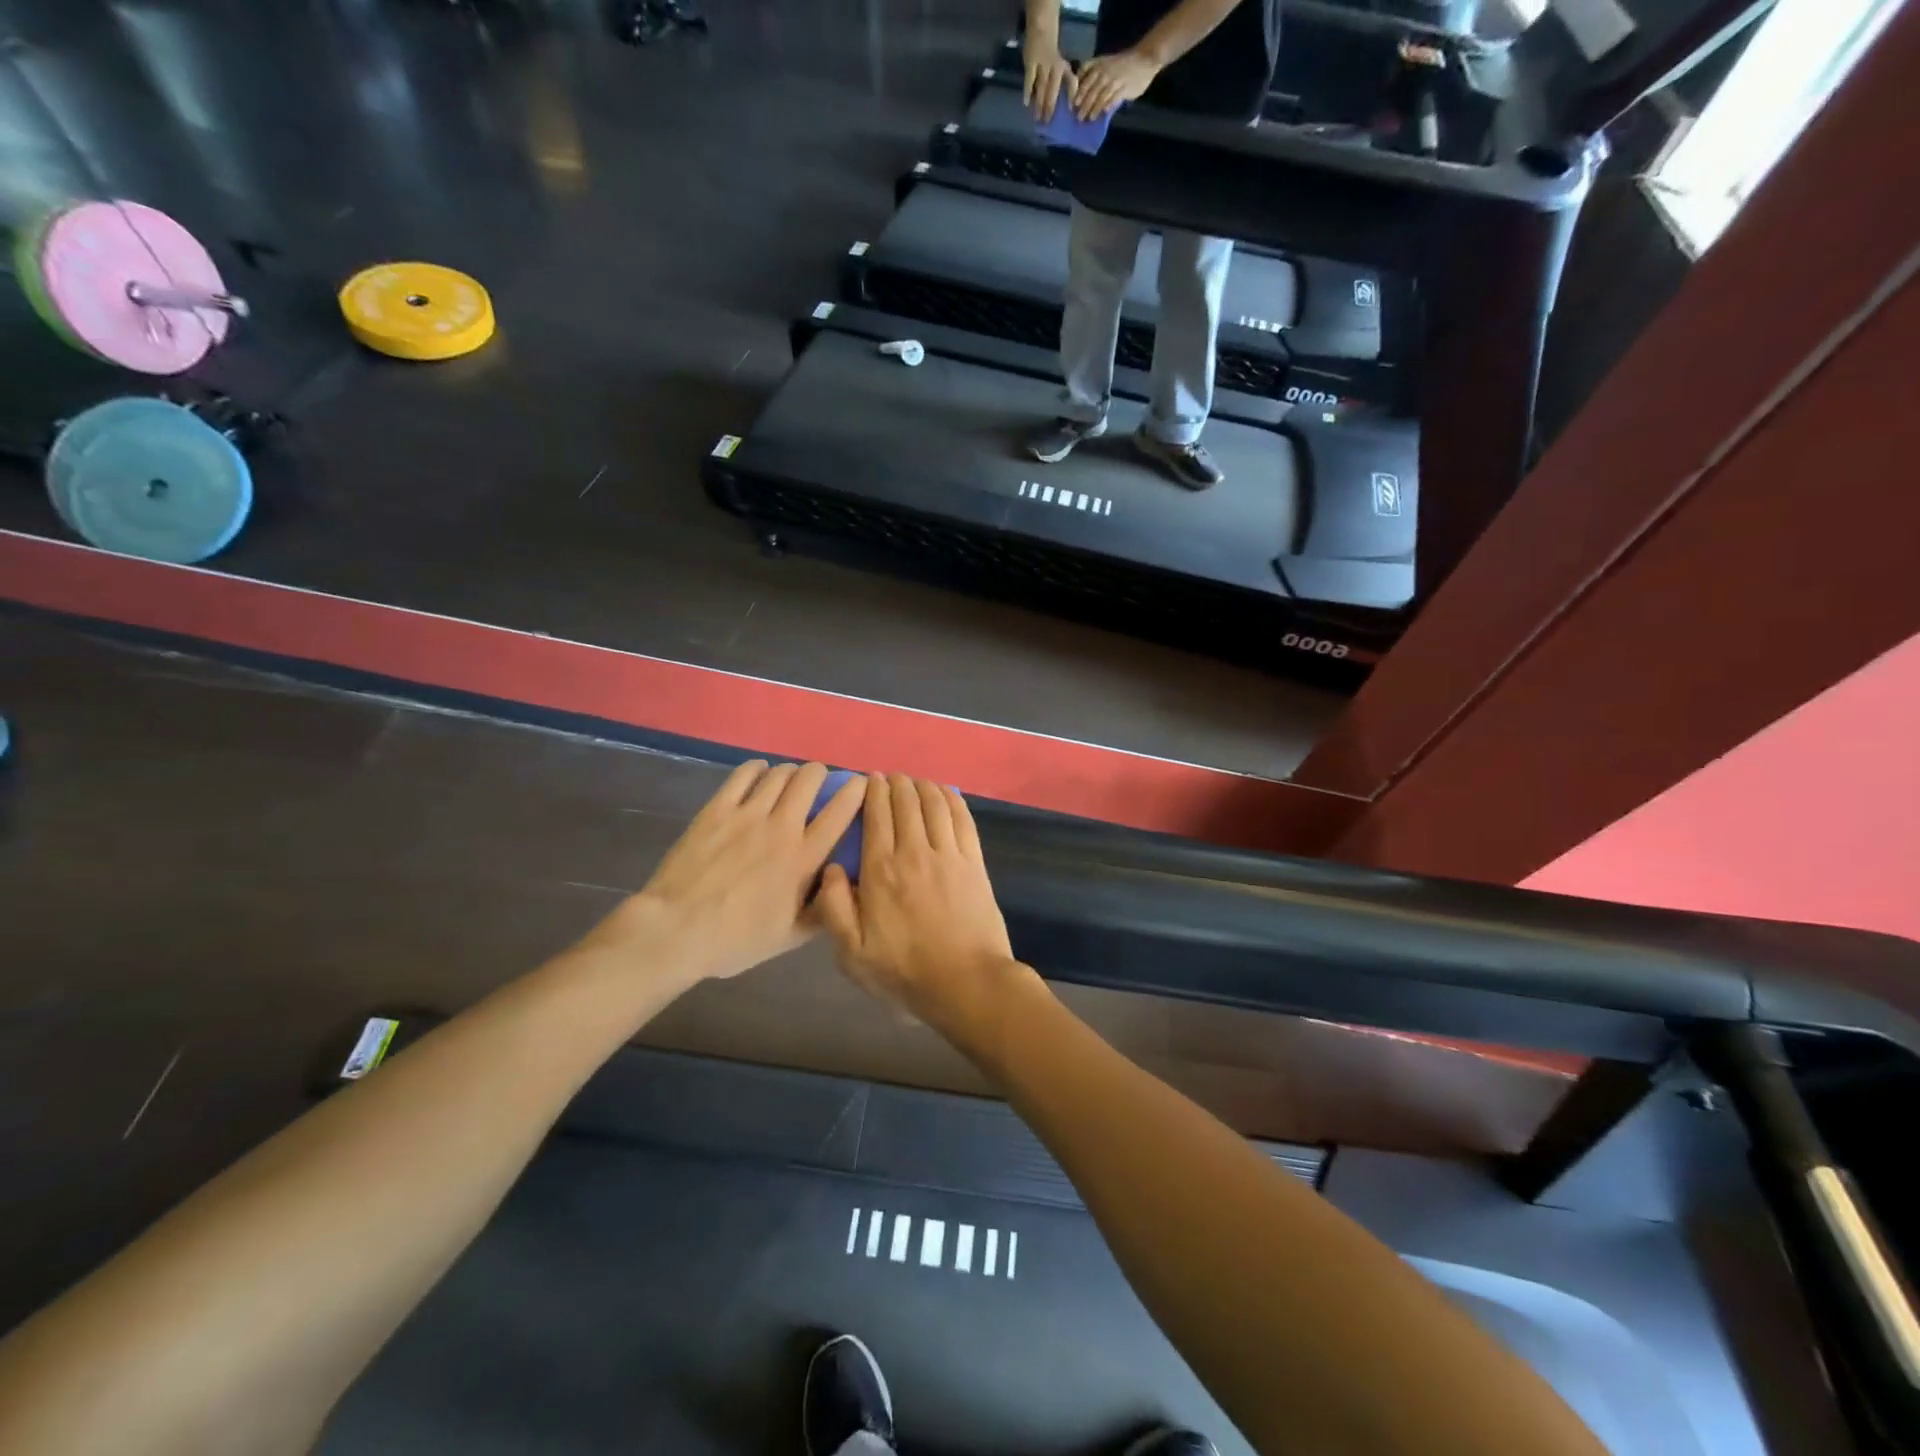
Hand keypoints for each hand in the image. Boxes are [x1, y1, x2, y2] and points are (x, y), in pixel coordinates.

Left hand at [580, 761, 864, 982]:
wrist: (676, 930)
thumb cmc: (735, 940)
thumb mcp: (789, 938)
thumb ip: (823, 913)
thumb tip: (844, 891)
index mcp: (803, 859)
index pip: (840, 813)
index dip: (855, 791)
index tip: (861, 783)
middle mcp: (781, 828)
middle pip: (809, 780)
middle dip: (820, 774)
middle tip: (818, 782)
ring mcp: (747, 814)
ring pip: (779, 774)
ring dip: (790, 772)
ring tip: (789, 779)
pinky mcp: (717, 809)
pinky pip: (743, 775)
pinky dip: (757, 769)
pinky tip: (759, 773)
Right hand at [814, 774, 1031, 1045]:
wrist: (966, 982)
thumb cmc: (904, 972)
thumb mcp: (851, 953)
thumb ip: (834, 908)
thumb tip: (831, 867)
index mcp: (880, 871)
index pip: (876, 817)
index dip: (873, 793)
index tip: (870, 780)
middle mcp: (914, 852)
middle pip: (906, 803)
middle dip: (896, 784)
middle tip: (891, 777)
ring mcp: (948, 855)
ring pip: (934, 805)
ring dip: (923, 786)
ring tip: (915, 780)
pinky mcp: (974, 863)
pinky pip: (963, 820)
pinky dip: (953, 800)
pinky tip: (947, 793)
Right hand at [1024, 39, 1077, 122]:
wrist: (1042, 32)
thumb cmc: (1052, 57)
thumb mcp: (1063, 68)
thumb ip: (1068, 84)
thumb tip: (1070, 107)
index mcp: (1064, 68)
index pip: (1070, 83)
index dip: (1071, 96)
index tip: (1071, 111)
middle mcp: (1055, 67)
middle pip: (1052, 90)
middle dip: (1049, 107)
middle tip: (1046, 122)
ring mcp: (1042, 64)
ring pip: (1041, 87)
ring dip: (1039, 103)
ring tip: (1037, 118)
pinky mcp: (1031, 62)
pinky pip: (1029, 79)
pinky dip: (1027, 91)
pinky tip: (1026, 103)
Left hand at [1073, 48, 1159, 120]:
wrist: (1144, 59)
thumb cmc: (1122, 65)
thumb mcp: (1106, 63)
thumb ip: (1094, 75)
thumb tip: (1082, 95)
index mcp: (1099, 64)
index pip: (1084, 76)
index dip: (1077, 91)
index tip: (1071, 104)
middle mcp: (1105, 71)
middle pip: (1091, 88)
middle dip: (1083, 104)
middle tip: (1078, 117)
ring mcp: (1115, 79)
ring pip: (1101, 95)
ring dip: (1094, 108)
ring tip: (1089, 118)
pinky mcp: (1124, 87)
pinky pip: (1114, 97)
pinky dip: (1108, 105)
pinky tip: (1103, 113)